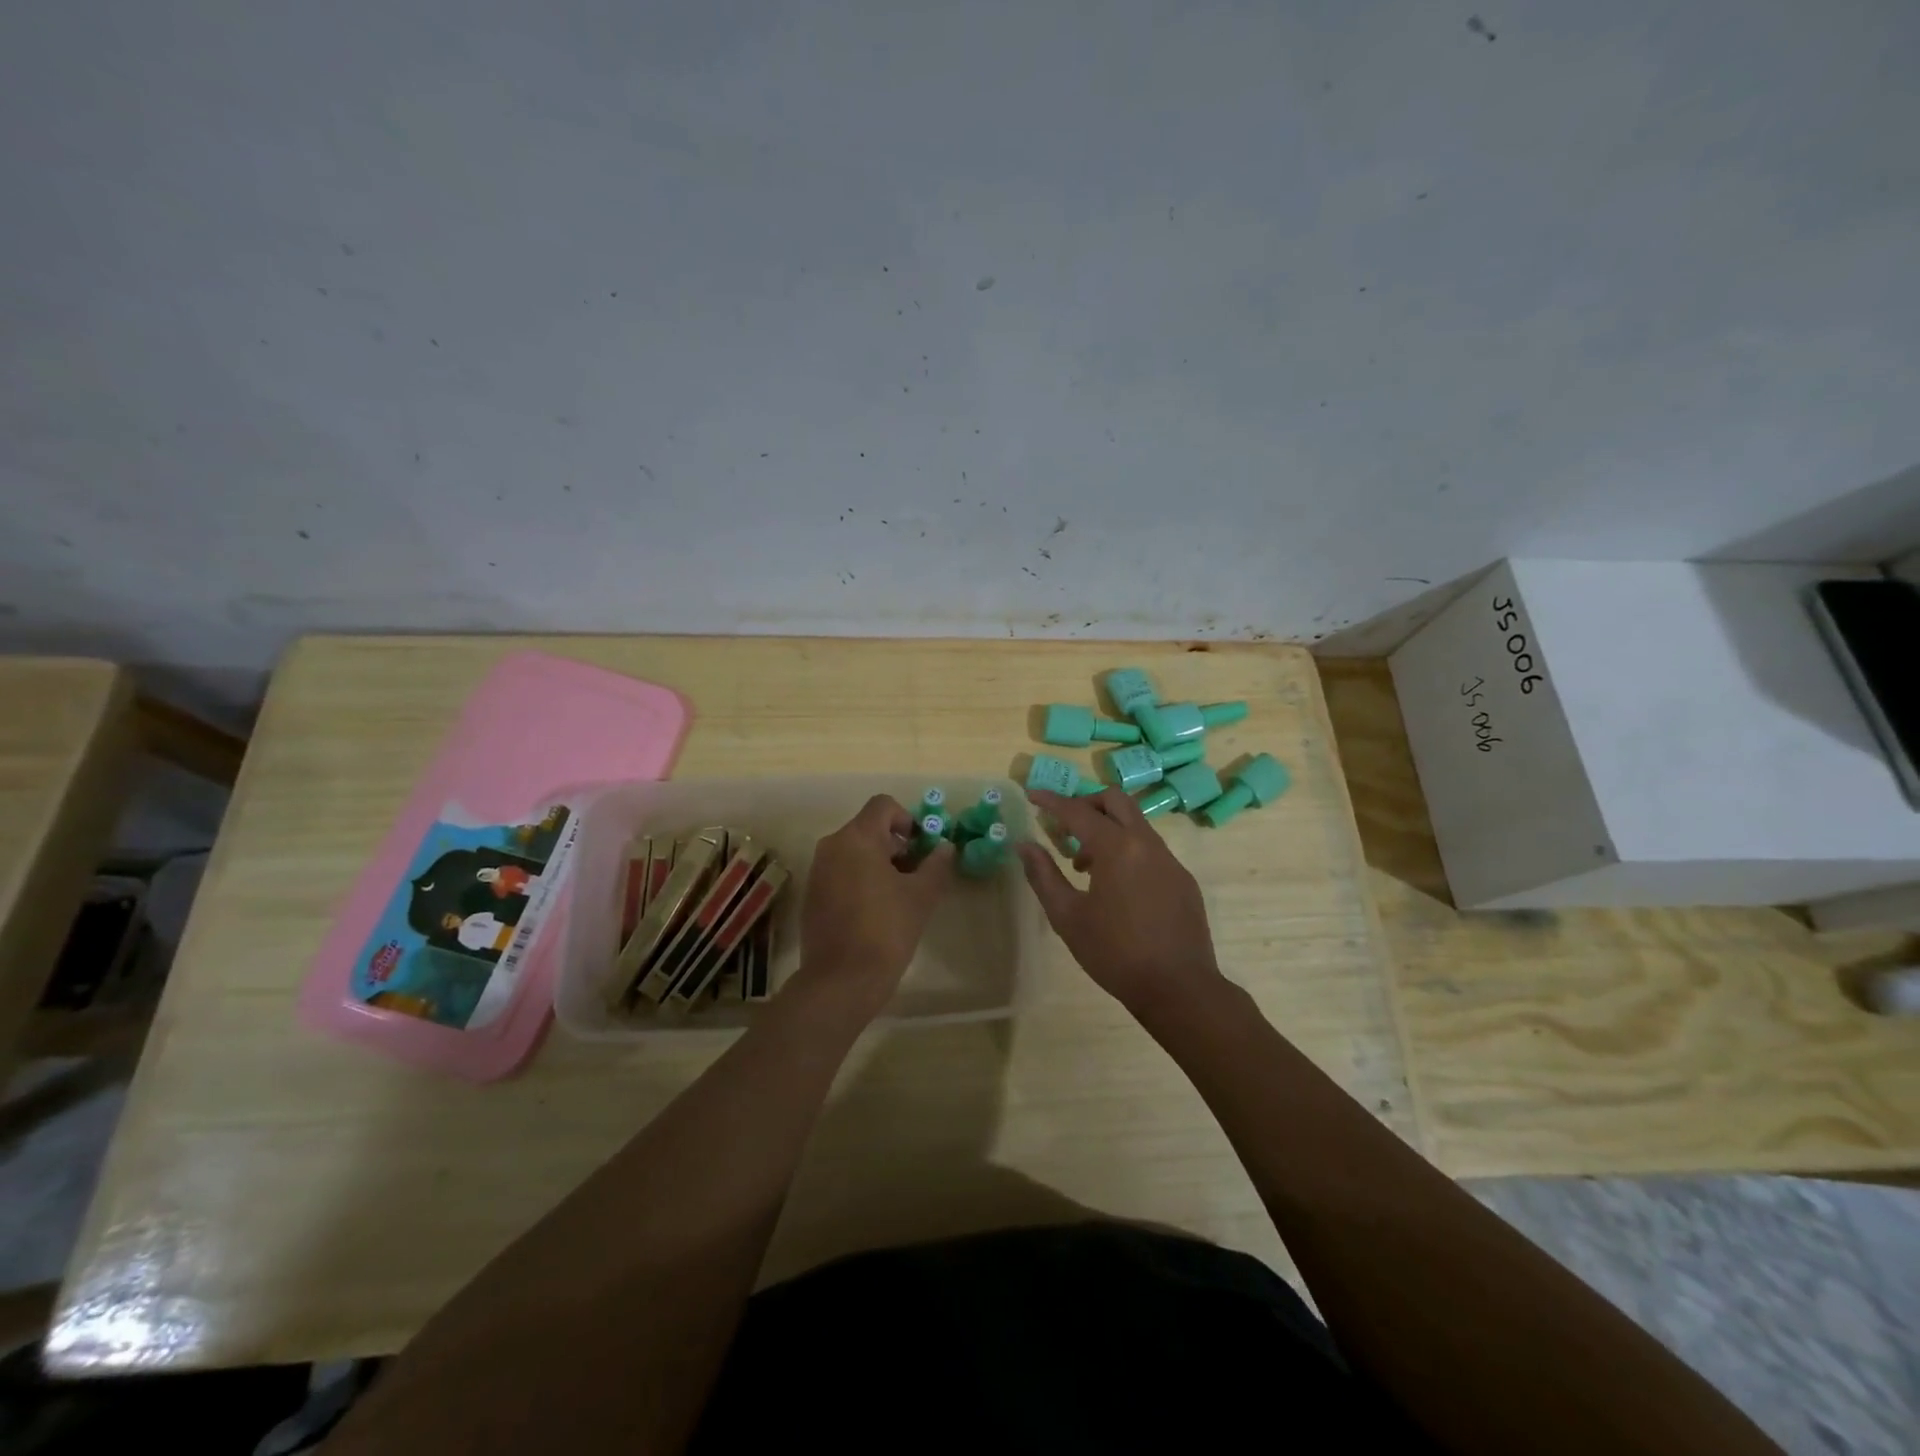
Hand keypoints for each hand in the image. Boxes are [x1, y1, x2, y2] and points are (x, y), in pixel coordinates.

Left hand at [794, 794, 955, 1015]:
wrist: (841, 981)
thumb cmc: (886, 930)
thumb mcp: (922, 896)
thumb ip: (937, 864)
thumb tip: (945, 847)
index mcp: (857, 838)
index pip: (883, 805)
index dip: (908, 819)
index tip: (922, 848)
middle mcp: (832, 846)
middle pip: (869, 828)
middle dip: (897, 845)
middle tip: (917, 875)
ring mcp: (818, 871)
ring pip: (854, 852)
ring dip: (879, 863)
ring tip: (899, 895)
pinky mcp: (813, 895)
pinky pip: (841, 873)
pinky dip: (860, 880)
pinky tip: (876, 911)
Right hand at [1019, 788, 1222, 1018]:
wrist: (1179, 988)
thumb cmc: (1115, 953)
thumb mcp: (1067, 917)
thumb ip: (1043, 875)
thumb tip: (1024, 845)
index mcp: (1117, 848)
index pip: (1078, 811)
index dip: (1052, 801)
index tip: (1032, 794)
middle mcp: (1147, 844)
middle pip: (1115, 801)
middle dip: (1086, 804)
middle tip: (1064, 827)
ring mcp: (1170, 860)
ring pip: (1135, 824)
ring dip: (1107, 830)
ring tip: (1085, 866)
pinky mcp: (1183, 879)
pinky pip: (1150, 849)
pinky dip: (1127, 851)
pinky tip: (1117, 888)